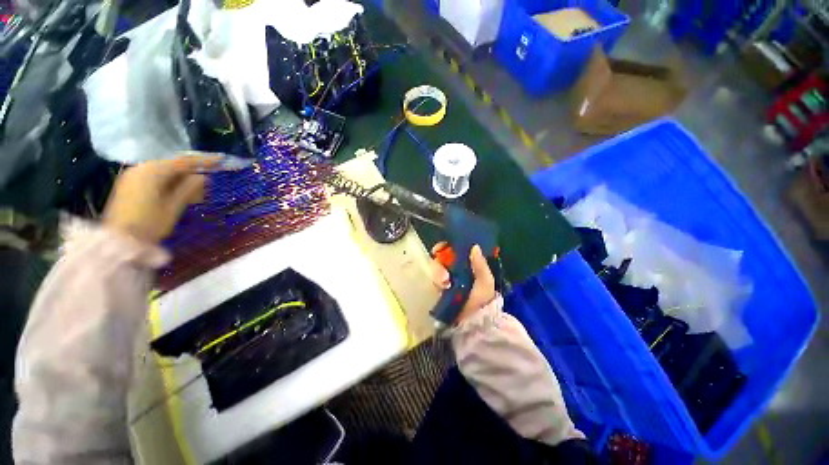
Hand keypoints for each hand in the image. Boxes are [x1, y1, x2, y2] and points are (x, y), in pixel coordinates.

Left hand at [103, 156, 219, 243]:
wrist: (118, 241)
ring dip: (181, 180)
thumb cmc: (149, 224)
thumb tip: (203, 177)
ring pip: (164, 172)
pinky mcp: (130, 185)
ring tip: (195, 194)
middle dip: (191, 173)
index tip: (220, 159)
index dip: (203, 161)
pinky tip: (178, 194)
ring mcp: (133, 176)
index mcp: (153, 171)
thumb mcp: (173, 207)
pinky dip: (169, 183)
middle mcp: (141, 168)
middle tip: (207, 185)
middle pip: (172, 165)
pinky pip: (154, 178)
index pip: (183, 161)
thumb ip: (188, 189)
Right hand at [431, 243, 496, 323]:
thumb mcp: (485, 282)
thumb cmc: (482, 301)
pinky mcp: (439, 288)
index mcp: (468, 265)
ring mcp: (447, 278)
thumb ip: (481, 265)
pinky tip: (443, 287)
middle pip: (442, 257)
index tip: (440, 248)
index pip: (455, 250)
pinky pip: (434, 279)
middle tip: (444, 271)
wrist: (472, 323)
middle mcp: (456, 269)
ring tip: (445, 282)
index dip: (446, 246)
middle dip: (440, 262)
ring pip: (436, 267)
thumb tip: (475, 246)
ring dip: (438, 272)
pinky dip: (437, 281)